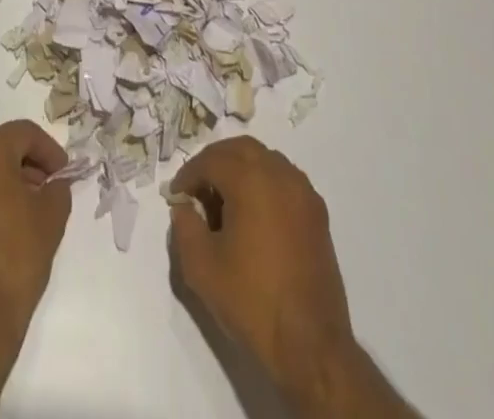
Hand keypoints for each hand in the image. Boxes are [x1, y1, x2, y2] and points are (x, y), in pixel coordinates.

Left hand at [0, 120, 72, 348]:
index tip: (64, 174)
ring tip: (27, 209)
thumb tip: (54, 184)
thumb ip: (57, 189)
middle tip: (48, 188)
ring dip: (4, 180)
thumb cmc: (15, 258)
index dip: (49, 151)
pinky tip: (2, 227)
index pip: (24, 133)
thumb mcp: (51, 217)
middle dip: (26, 163)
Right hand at [169, 137, 358, 401]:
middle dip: (215, 161)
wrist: (311, 345)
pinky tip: (254, 214)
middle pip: (240, 149)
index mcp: (251, 179)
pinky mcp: (317, 213)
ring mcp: (303, 192)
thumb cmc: (252, 301)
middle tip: (197, 187)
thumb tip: (185, 207)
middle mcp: (280, 174)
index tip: (176, 196)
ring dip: (241, 168)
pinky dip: (264, 182)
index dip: (188, 175)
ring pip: (265, 159)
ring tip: (224, 199)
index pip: (211, 160)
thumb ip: (184, 227)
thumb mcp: (201, 268)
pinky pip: (284, 179)